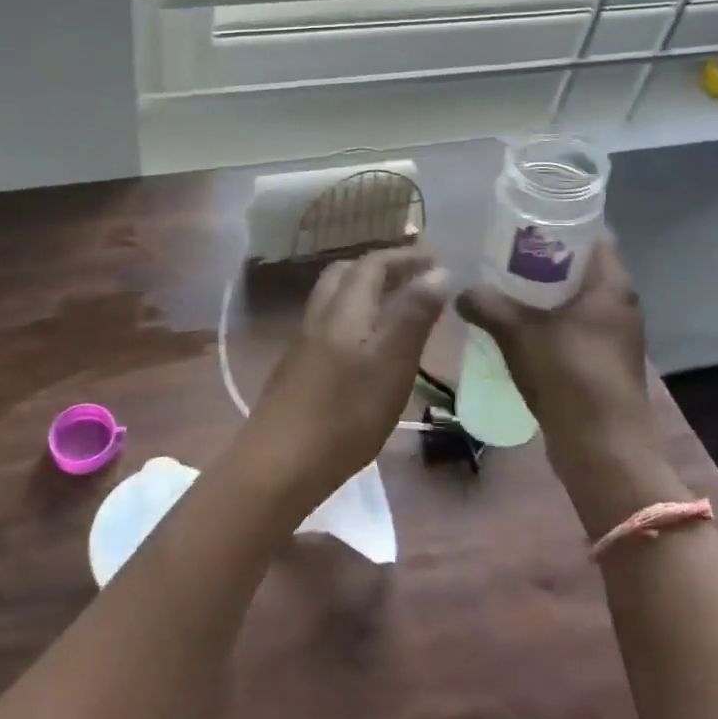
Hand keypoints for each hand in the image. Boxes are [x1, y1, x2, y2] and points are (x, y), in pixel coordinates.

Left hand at [243, 248, 450, 513]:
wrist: (280, 462)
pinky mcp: (297, 368)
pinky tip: (367, 346)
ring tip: (396, 307)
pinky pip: (328, 324)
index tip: (434, 257)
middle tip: (414, 276)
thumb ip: (413, 316)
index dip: (404, 256)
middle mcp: (319, 316)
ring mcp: (303, 342)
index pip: (373, 264)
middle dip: (381, 268)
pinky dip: (354, 317)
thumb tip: (437, 270)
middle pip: (346, 274)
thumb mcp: (392, 364)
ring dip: (364, 291)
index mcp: (344, 309)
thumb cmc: (346, 414)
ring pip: (334, 299)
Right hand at [456, 235, 653, 464]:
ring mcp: (615, 335)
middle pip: (581, 266)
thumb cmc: (567, 377)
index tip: (522, 223)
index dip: (558, 224)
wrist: (603, 448)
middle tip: (502, 255)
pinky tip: (518, 329)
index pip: (592, 234)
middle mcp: (620, 304)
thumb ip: (486, 305)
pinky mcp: (605, 361)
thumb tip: (461, 292)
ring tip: (504, 289)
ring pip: (577, 299)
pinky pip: (575, 326)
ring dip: (544, 293)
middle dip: (543, 259)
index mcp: (611, 285)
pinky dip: (550, 321)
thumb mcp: (517, 333)